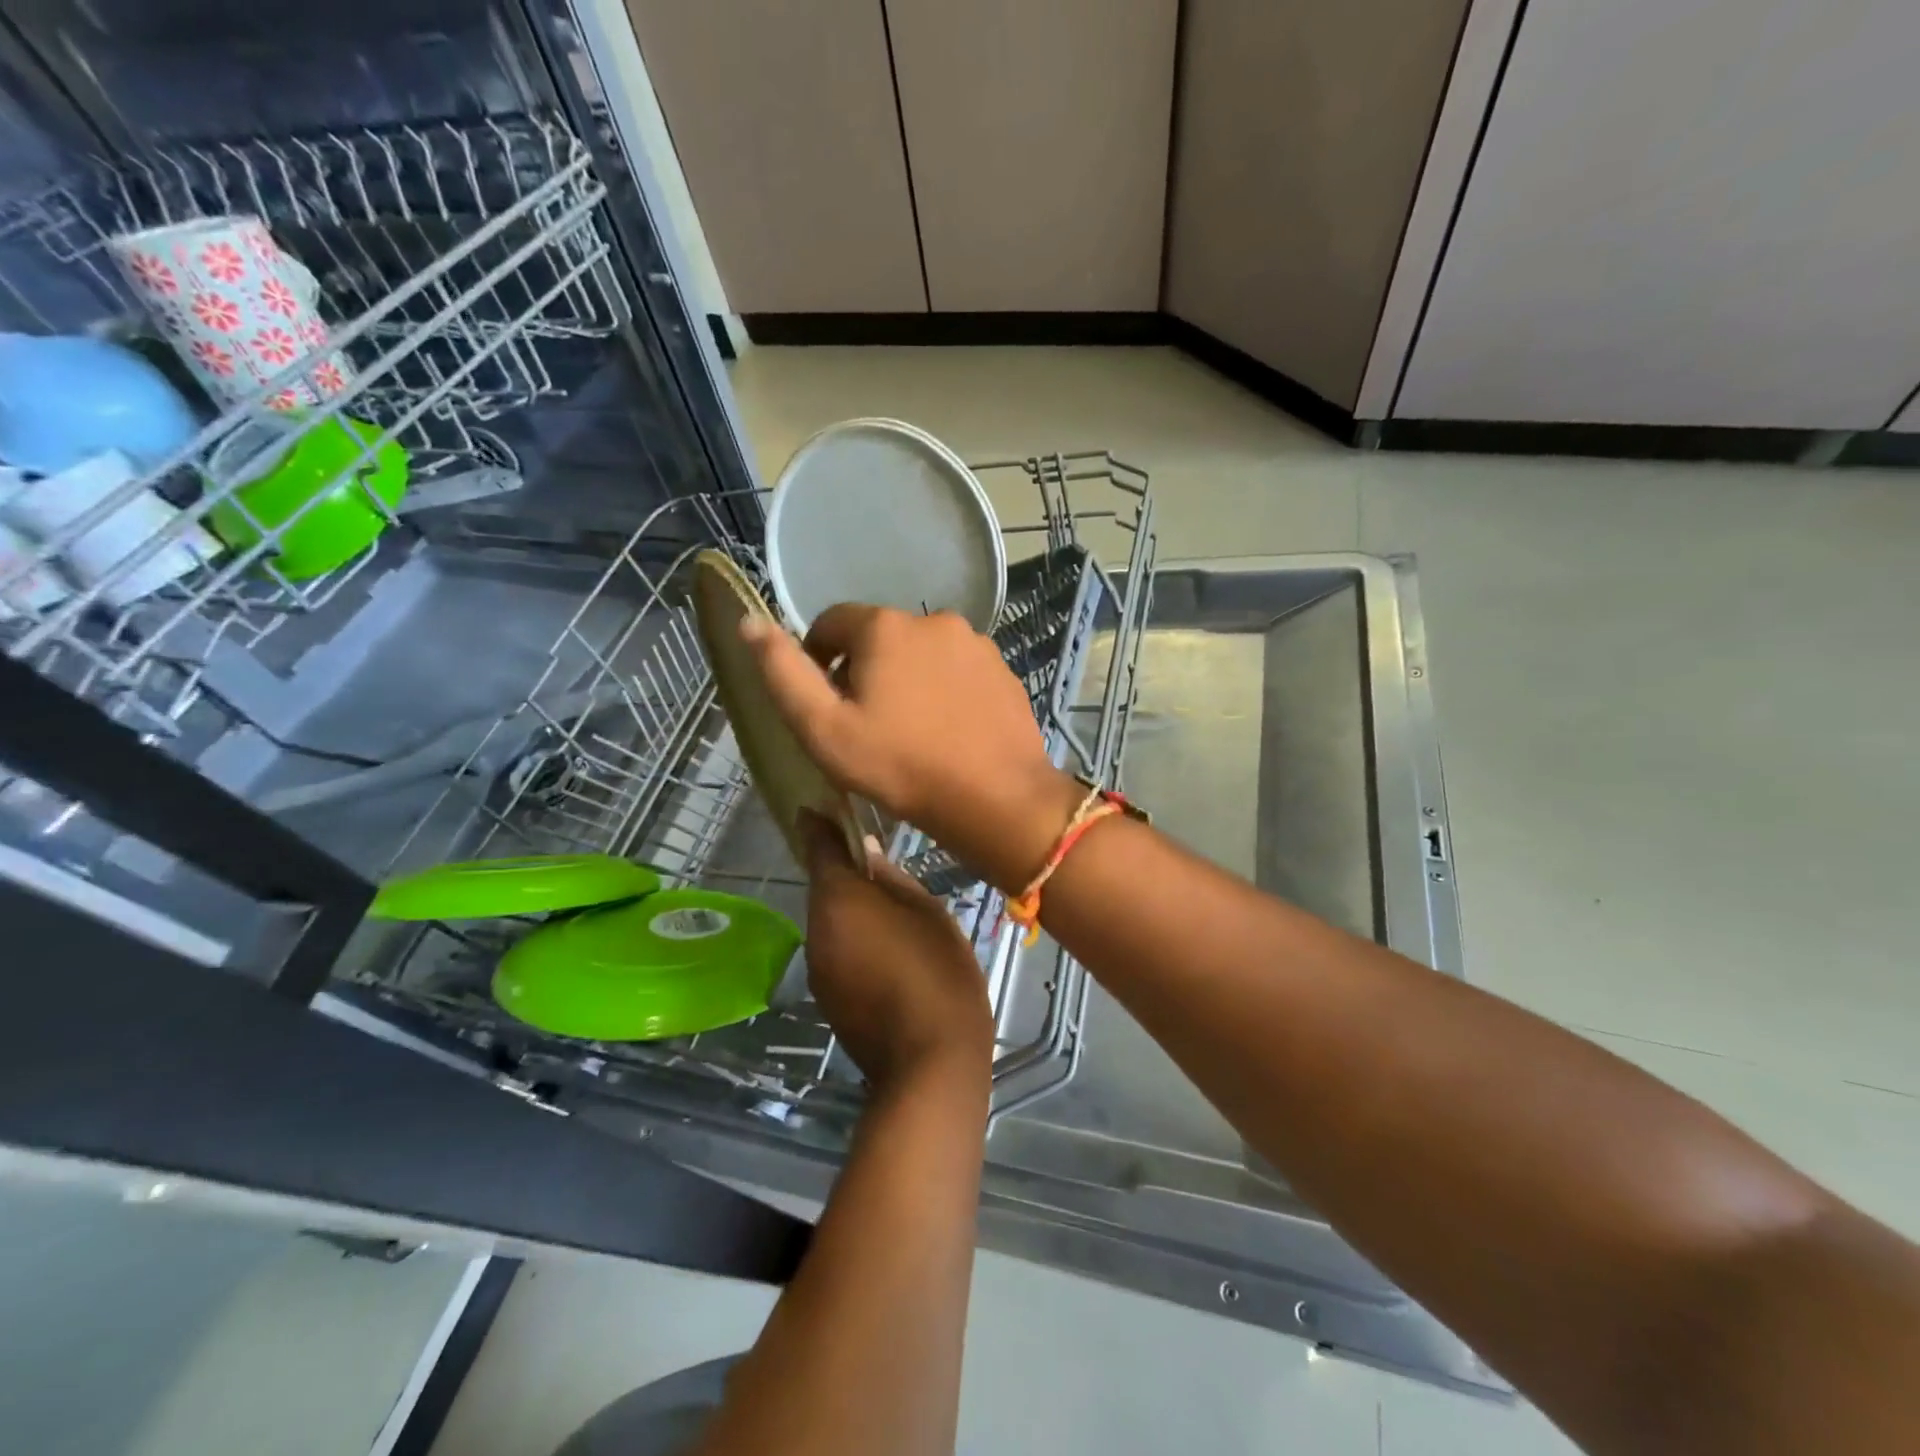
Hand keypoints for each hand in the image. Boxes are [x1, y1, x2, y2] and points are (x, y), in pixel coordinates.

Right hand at [742, 606, 1084, 891]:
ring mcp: (975, 643)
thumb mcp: (824, 728)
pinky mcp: (1001, 670)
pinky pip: (957, 671)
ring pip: (921, 654)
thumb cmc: (900, 765)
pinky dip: (944, 691)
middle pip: (879, 637)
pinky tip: (946, 731)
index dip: (818, 659)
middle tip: (866, 725)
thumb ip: (783, 673)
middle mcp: (933, 619)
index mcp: (885, 626)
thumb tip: (750, 622)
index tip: (825, 703)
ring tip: (909, 732)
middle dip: (863, 670)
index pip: (831, 622)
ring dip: (907, 680)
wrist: (996, 798)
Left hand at [799, 811, 994, 1091]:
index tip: (822, 806)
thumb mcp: (928, 913)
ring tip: (888, 907)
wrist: (928, 1062)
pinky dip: (851, 939)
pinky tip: (884, 948)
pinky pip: (834, 950)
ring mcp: (816, 967)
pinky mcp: (825, 997)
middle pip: (823, 887)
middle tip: (875, 859)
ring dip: (849, 908)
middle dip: (842, 870)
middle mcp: (816, 929)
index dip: (820, 825)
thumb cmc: (937, 974)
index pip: (818, 848)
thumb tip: (866, 851)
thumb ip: (892, 878)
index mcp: (839, 900)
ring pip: (829, 920)